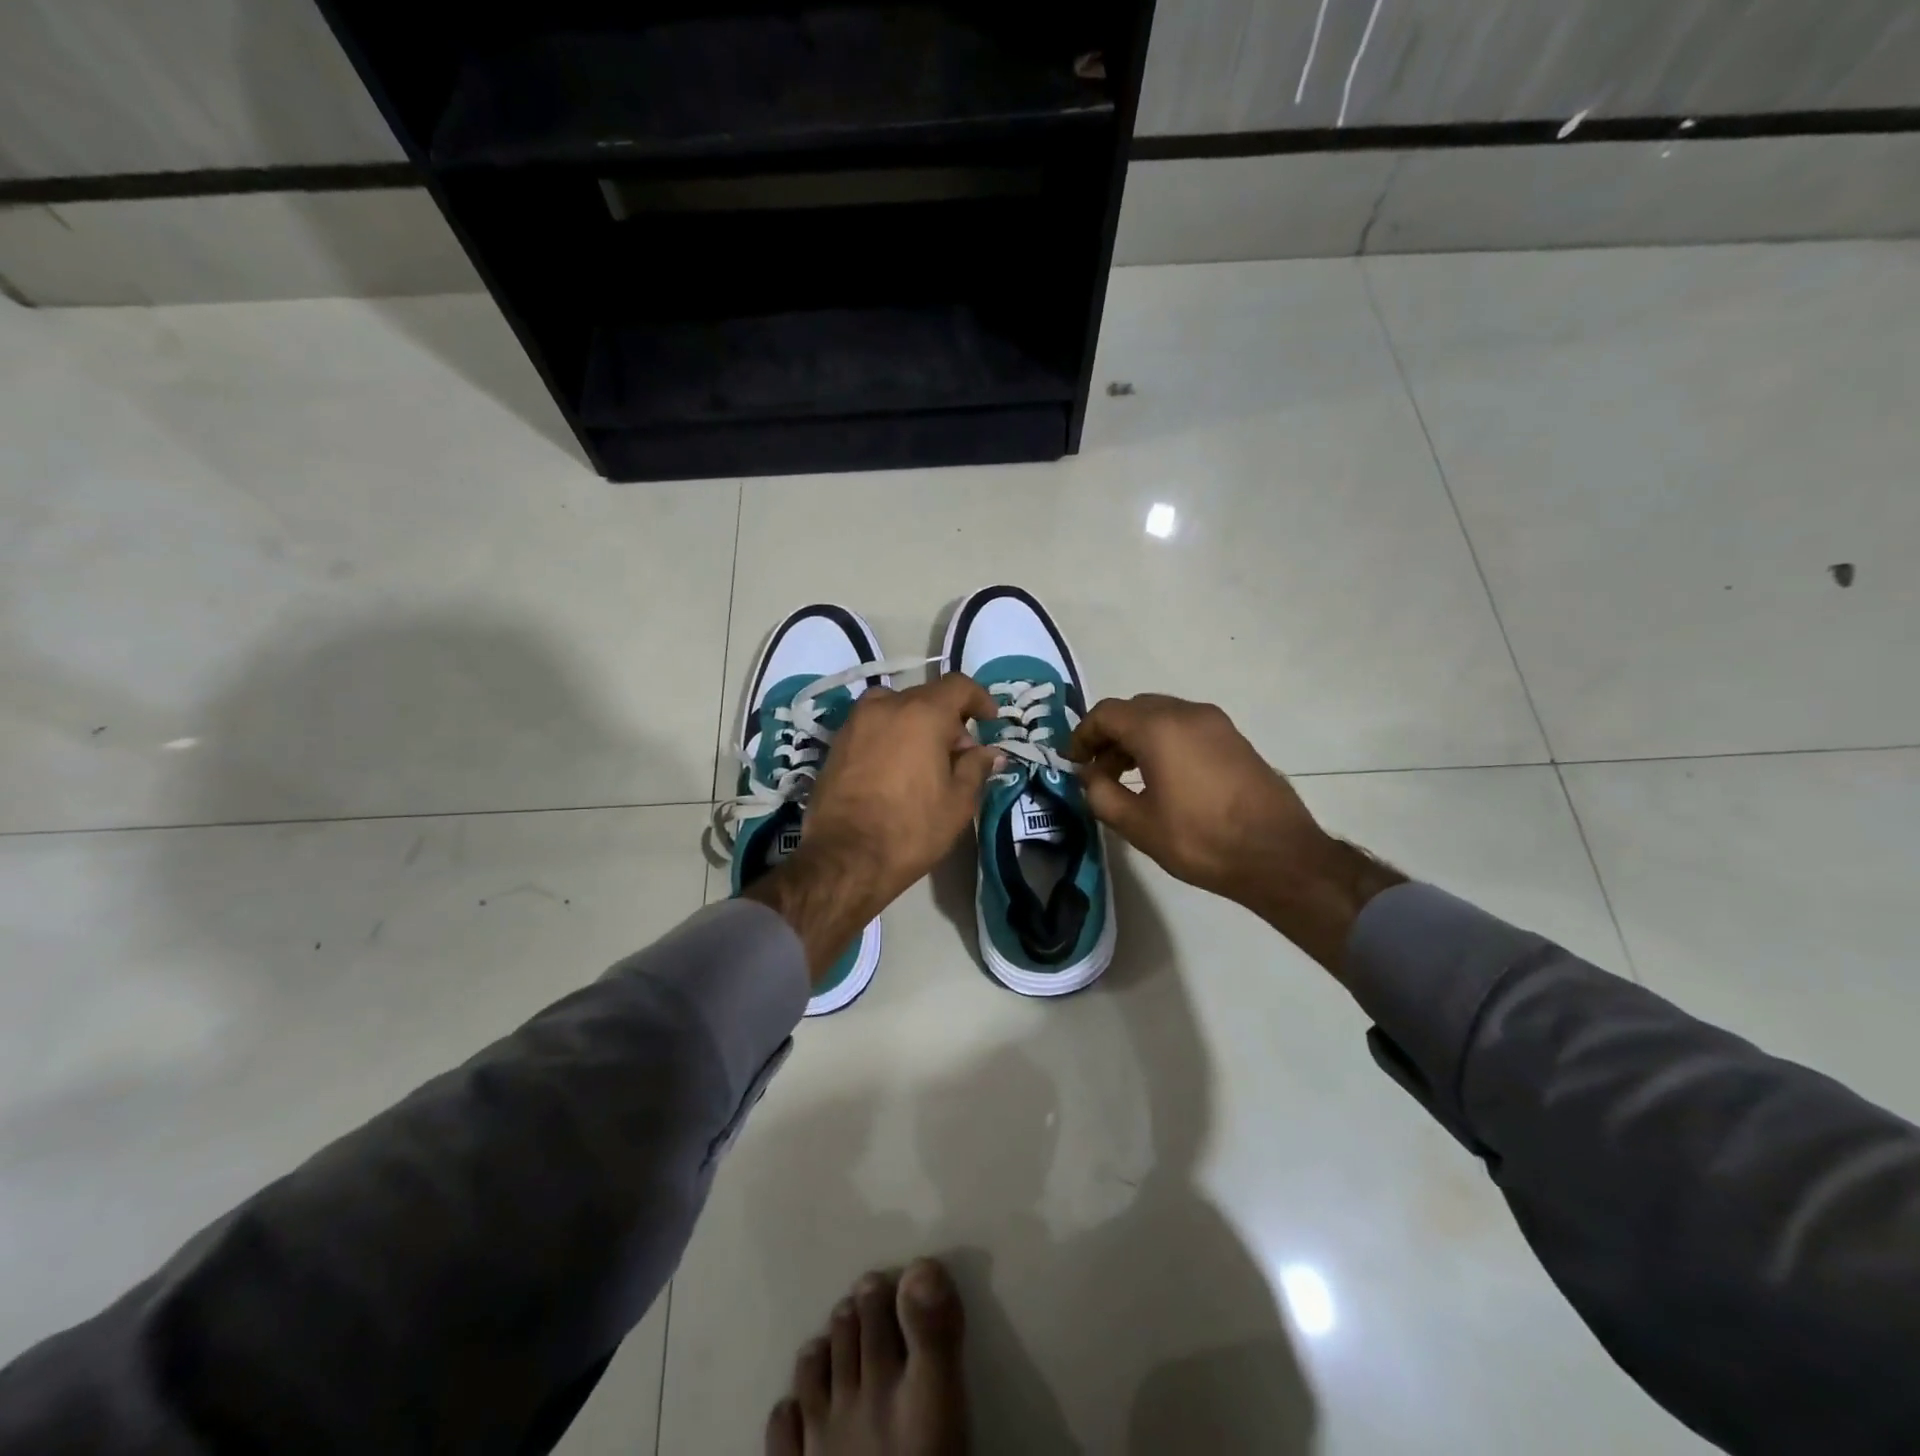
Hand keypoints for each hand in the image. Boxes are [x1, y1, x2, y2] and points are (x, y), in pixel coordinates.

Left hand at [747, 675, 1000, 979]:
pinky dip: (891, 736)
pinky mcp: (836, 743)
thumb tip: (990, 751)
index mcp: (921, 713)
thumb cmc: (911, 828)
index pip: (958, 686)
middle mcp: (885, 706)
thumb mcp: (959, 801)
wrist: (845, 857)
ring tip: (926, 761)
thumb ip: (976, 767)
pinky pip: (873, 727)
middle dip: (949, 719)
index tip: (991, 720)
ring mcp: (855, 722)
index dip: (979, 699)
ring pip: (896, 709)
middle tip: (961, 755)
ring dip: (916, 725)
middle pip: (926, 697)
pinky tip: (897, 769)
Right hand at [1071, 694, 1403, 971]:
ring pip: (1161, 715)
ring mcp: (1215, 723)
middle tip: (1096, 770)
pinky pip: (1185, 726)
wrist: (1279, 855)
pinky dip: (1163, 741)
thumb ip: (1101, 794)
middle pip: (1133, 709)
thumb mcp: (1138, 825)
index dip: (1082, 735)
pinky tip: (1162, 776)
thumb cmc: (1201, 840)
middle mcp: (1187, 713)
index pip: (1106, 713)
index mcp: (1159, 728)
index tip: (1073, 762)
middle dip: (1108, 734)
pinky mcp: (1233, 738)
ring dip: (1136, 737)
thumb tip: (1088, 777)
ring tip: (1126, 776)